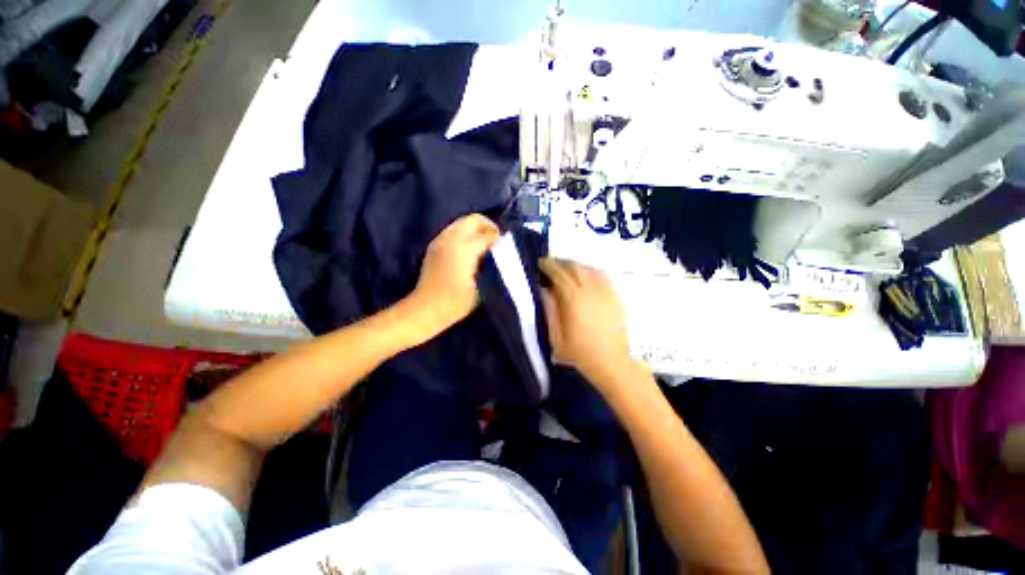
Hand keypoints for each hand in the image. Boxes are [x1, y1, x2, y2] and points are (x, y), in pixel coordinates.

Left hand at [408, 214, 499, 335]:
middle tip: (495, 240)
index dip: (498, 238)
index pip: (487, 234)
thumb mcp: (482, 285)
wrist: (427, 308)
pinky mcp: (434, 247)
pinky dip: (463, 234)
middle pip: (472, 220)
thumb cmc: (457, 301)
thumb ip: (490, 264)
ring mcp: (440, 241)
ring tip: (483, 244)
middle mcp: (451, 239)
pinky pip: (452, 231)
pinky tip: (469, 249)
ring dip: (474, 229)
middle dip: (487, 226)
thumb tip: (495, 252)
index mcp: (465, 248)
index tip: (505, 246)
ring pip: (461, 223)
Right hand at [540, 258, 643, 395]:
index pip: (559, 274)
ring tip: (566, 268)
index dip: (549, 266)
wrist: (613, 363)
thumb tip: (544, 290)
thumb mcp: (556, 338)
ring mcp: (605, 291)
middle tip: (551, 264)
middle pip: (574, 267)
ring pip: (589, 268)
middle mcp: (590, 290)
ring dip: (575, 265)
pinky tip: (586, 275)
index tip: (541, 263)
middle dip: (561, 262)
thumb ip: (549, 311)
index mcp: (573, 299)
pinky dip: (590, 271)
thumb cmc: (581, 353)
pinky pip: (602, 275)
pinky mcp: (615, 296)